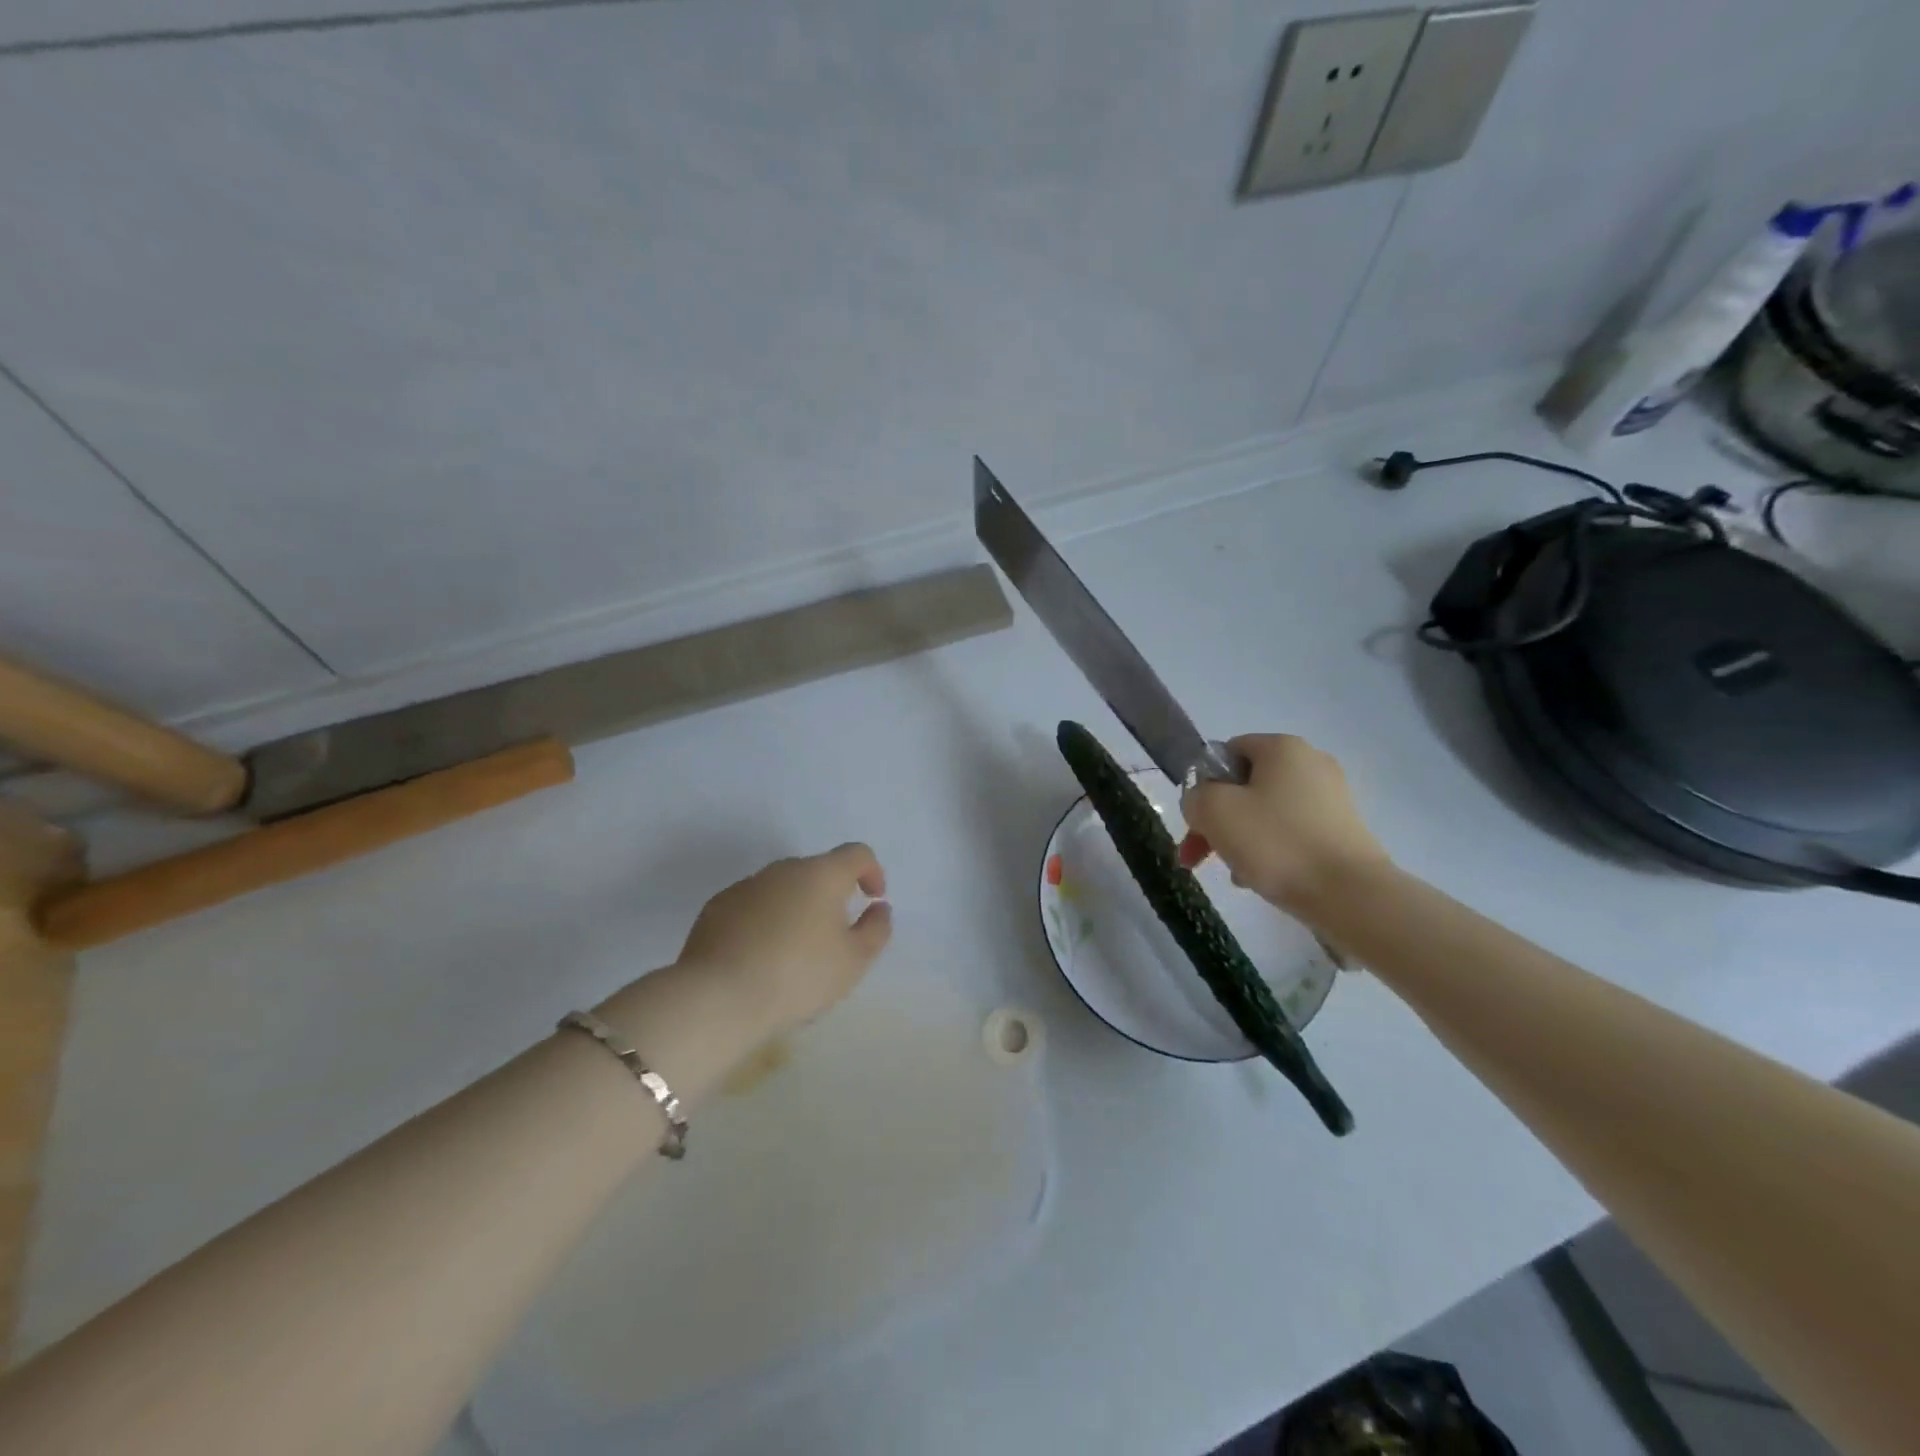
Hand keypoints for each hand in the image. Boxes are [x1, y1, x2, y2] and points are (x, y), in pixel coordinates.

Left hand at [676, 843, 892, 1036]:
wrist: (719, 997)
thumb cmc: (798, 975)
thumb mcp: (854, 960)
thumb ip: (876, 929)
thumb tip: (878, 908)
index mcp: (822, 874)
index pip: (856, 854)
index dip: (872, 871)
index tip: (872, 900)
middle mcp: (783, 869)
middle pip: (817, 871)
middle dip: (831, 895)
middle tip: (834, 936)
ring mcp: (746, 885)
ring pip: (783, 889)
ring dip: (796, 909)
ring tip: (794, 953)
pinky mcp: (716, 907)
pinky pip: (752, 906)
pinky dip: (764, 922)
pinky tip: (759, 958)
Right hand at [1178, 734, 1389, 917]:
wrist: (1350, 895)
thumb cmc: (1276, 843)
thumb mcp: (1214, 811)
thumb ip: (1195, 796)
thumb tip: (1202, 801)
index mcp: (1282, 747)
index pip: (1226, 753)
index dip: (1203, 784)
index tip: (1195, 820)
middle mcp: (1311, 763)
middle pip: (1245, 786)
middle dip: (1216, 821)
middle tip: (1198, 857)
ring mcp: (1332, 798)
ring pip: (1265, 813)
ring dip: (1240, 839)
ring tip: (1234, 874)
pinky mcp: (1343, 830)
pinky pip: (1291, 833)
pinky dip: (1271, 851)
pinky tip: (1261, 879)